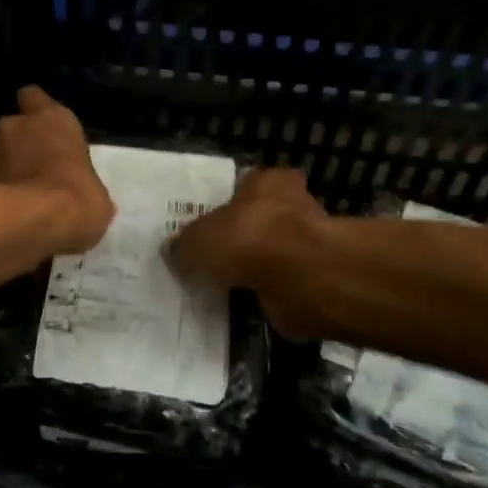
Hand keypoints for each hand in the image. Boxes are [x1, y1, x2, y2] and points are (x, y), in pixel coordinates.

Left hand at [0, 87, 114, 254]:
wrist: (28, 223)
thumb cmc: (75, 199)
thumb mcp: (97, 197)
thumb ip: (84, 185)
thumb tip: (84, 199)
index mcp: (53, 120)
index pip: (35, 97)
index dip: (38, 111)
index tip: (45, 128)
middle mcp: (16, 126)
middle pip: (15, 127)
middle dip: (21, 144)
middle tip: (35, 169)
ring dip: (6, 170)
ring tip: (19, 198)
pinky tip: (6, 215)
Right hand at [169, 166, 328, 337]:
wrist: (302, 280)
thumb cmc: (249, 239)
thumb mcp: (198, 239)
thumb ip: (184, 245)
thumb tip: (173, 251)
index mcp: (268, 182)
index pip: (247, 185)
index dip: (228, 203)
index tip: (210, 224)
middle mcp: (293, 206)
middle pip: (261, 220)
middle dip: (242, 238)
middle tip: (212, 257)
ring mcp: (307, 245)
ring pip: (271, 254)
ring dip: (254, 269)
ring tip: (222, 286)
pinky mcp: (313, 280)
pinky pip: (280, 285)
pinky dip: (265, 294)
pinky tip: (241, 306)